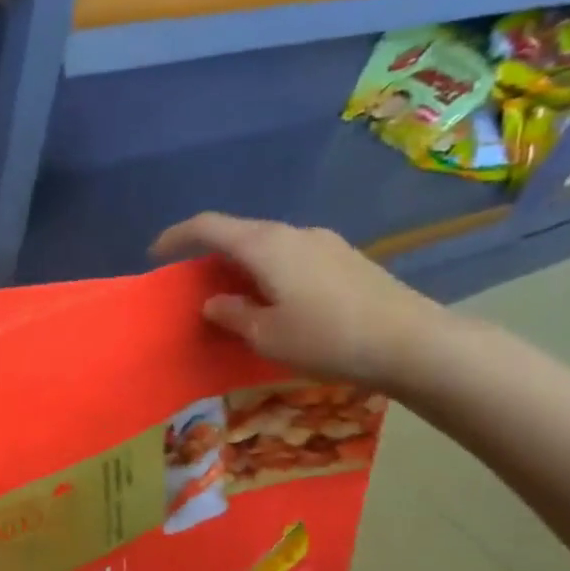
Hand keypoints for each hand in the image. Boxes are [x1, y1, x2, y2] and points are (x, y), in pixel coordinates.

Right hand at [151, 214, 444, 386]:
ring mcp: (325, 243)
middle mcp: (294, 233)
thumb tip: (215, 301)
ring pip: (268, 245)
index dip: (176, 237)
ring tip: (234, 295)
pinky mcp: (346, 259)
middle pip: (240, 232)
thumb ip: (232, 314)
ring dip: (242, 264)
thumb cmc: (327, 338)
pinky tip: (275, 300)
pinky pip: (292, 256)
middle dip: (210, 253)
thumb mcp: (266, 335)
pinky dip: (269, 271)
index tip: (155, 255)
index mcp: (266, 245)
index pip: (208, 226)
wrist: (414, 343)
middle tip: (194, 282)